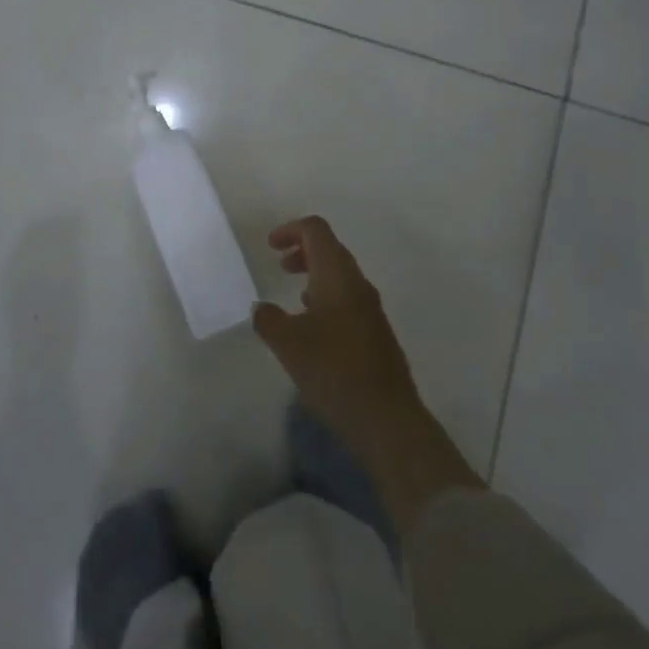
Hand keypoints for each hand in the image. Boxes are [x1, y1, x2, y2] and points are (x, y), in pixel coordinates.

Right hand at [254, 215, 482, 534]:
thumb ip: (268, 319)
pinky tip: (314, 325)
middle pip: (330, 248)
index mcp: (337, 275)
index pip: (316, 230)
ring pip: (340, 274)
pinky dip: (327, 296)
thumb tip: (261, 308)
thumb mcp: (288, 344)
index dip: (291, 229)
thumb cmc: (333, 370)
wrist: (386, 418)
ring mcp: (371, 308)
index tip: (270, 246)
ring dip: (315, 274)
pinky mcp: (376, 332)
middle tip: (280, 264)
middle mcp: (357, 283)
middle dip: (303, 249)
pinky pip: (348, 298)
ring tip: (294, 295)